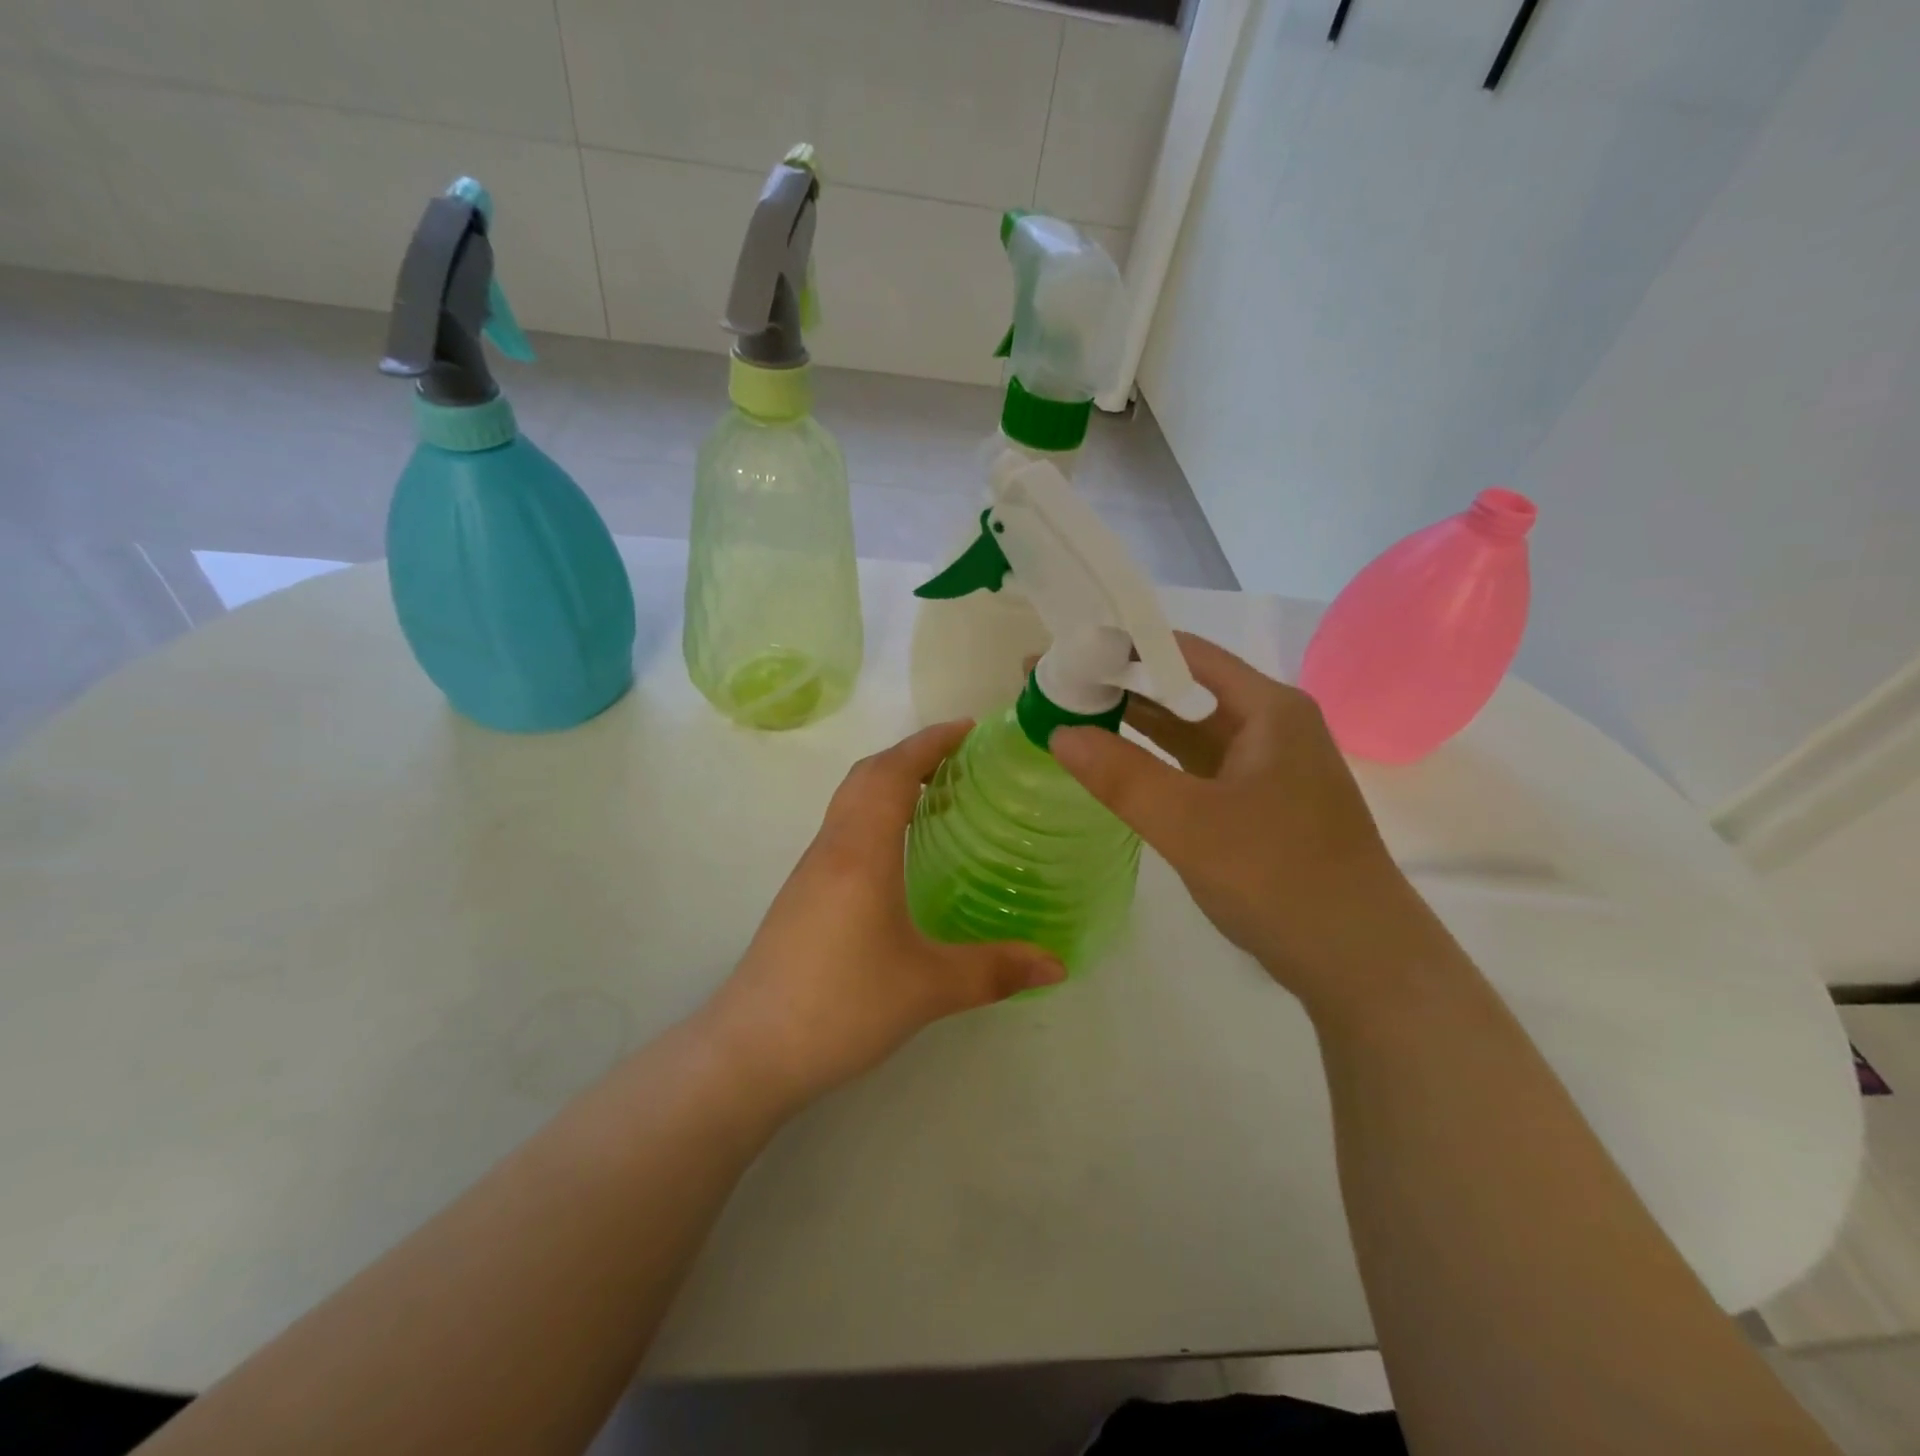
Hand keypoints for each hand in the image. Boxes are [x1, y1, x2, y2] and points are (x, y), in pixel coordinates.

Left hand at [700, 721, 1064, 1112]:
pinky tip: (898, 851)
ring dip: (889, 783)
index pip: (893, 772)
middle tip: (960, 758)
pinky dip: (874, 814)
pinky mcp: (802, 896)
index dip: (929, 743)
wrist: (750, 1051)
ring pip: (849, 802)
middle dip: (911, 754)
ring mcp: (811, 871)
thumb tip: (1058, 964)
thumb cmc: (841, 1006)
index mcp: (861, 852)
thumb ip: (995, 971)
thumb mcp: (928, 988)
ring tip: (937, 795)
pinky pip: (842, 830)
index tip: (968, 728)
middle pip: (867, 776)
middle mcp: (832, 848)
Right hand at [1051, 634, 1434, 1015]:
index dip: (1121, 647)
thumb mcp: (1190, 824)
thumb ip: (1122, 776)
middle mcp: (1270, 724)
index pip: (1183, 652)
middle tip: (1055, 683)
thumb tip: (1058, 731)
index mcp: (1267, 708)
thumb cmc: (1280, 878)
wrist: (1359, 961)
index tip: (1065, 651)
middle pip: (1184, 687)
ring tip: (1070, 713)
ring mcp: (1265, 766)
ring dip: (1134, 721)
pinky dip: (1155, 760)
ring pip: (1188, 728)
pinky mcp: (1257, 803)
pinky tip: (1115, 762)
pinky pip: (1196, 766)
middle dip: (1119, 684)